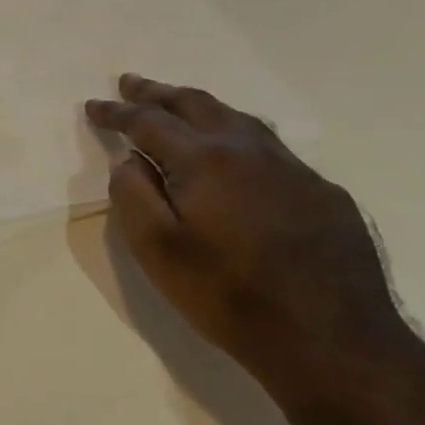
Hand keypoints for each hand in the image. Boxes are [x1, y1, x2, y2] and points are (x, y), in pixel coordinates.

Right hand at [86, 75, 424, 419]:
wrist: (331, 341)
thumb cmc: (227, 295)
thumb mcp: (156, 249)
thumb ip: (132, 195)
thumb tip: (131, 161)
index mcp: (205, 160)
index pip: (149, 122)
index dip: (116, 112)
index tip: (93, 106)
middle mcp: (250, 150)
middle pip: (197, 105)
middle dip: (158, 93)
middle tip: (131, 83)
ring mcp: (293, 169)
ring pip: (239, 119)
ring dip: (200, 107)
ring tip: (178, 105)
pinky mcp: (323, 193)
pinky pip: (270, 148)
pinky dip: (237, 136)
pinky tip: (234, 156)